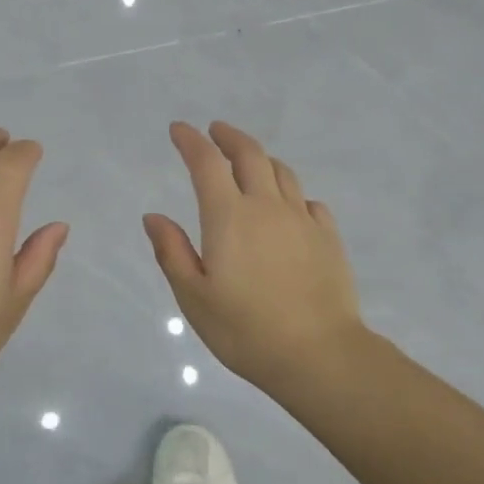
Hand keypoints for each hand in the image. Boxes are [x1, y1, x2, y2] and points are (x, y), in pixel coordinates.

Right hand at [144, 121, 367, 393]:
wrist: (318, 353)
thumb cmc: (245, 330)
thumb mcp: (194, 297)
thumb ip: (173, 252)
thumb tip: (154, 217)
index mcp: (229, 217)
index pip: (206, 164)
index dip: (191, 141)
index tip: (179, 130)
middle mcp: (267, 207)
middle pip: (250, 154)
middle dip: (229, 137)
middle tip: (215, 131)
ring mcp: (303, 220)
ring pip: (283, 173)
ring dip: (262, 159)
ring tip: (250, 163)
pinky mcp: (328, 238)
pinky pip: (309, 201)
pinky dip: (292, 193)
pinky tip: (289, 206)